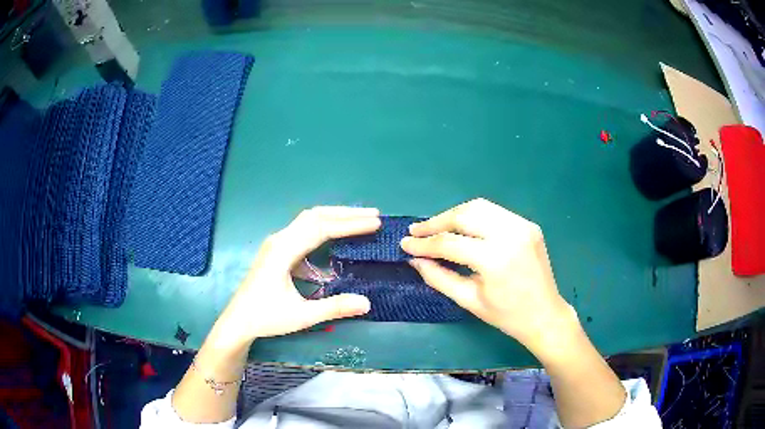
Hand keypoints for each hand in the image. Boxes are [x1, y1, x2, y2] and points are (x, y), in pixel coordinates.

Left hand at [212, 207, 379, 347]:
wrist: (238, 320)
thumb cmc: (266, 317)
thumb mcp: (301, 316)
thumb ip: (334, 308)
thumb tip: (366, 302)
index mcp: (283, 251)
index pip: (321, 228)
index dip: (349, 225)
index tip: (374, 223)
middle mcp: (280, 239)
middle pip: (315, 216)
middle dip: (345, 213)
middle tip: (374, 214)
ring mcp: (276, 243)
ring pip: (308, 220)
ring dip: (334, 217)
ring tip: (360, 219)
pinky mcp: (277, 249)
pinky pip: (303, 230)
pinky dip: (323, 228)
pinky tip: (335, 237)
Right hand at [401, 198, 573, 352]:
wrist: (545, 315)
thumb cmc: (506, 315)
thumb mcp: (469, 300)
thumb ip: (439, 277)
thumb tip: (415, 259)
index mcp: (495, 259)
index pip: (450, 243)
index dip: (424, 244)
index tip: (405, 244)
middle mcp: (510, 234)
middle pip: (464, 215)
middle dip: (436, 222)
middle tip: (417, 232)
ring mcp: (522, 225)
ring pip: (479, 207)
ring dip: (454, 215)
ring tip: (436, 228)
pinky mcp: (528, 225)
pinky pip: (494, 212)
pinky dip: (474, 217)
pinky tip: (463, 228)